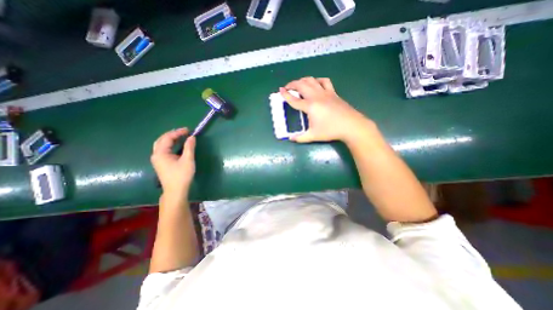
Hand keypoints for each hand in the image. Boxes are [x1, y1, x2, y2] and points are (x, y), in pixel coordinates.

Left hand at [150, 127, 195, 198]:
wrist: (176, 190)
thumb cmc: (181, 175)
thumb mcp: (188, 160)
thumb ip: (189, 147)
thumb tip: (192, 137)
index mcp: (161, 153)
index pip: (167, 138)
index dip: (178, 132)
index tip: (188, 130)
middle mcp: (156, 155)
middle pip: (161, 140)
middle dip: (172, 134)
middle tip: (184, 132)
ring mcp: (158, 159)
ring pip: (162, 144)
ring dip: (171, 139)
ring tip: (181, 136)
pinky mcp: (161, 163)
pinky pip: (164, 149)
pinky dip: (170, 144)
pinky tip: (177, 145)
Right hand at [281, 76, 370, 143]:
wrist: (351, 126)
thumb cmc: (331, 131)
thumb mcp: (313, 136)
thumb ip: (300, 138)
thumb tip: (291, 139)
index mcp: (310, 106)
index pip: (294, 99)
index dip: (286, 95)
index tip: (280, 90)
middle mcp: (316, 96)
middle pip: (301, 85)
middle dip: (292, 84)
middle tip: (287, 87)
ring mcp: (326, 92)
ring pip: (312, 80)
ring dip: (303, 80)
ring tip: (299, 84)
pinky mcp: (333, 93)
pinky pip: (324, 81)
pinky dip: (317, 80)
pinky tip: (316, 83)